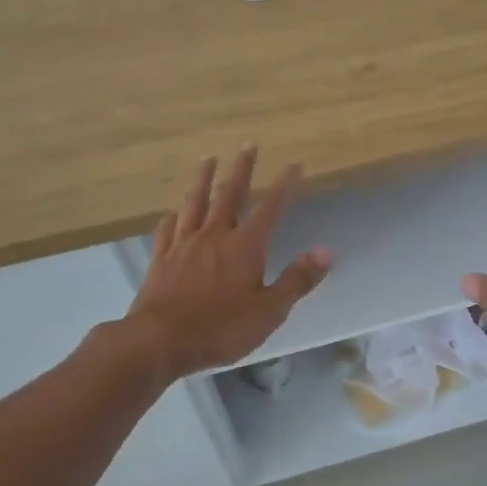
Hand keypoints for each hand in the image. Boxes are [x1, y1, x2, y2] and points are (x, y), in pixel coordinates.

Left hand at [126, 148, 330, 376]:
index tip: (294, 164)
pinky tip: (172, 212)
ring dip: (203, 180)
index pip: (271, 208)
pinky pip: (167, 230)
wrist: (159, 340)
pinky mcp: (161, 259)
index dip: (284, 186)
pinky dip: (172, 217)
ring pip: (195, 203)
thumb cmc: (221, 328)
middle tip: (248, 145)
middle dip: (242, 169)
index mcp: (245, 246)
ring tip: (208, 160)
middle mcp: (215, 235)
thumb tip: (326, 251)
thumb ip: (297, 279)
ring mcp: (184, 244)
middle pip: (230, 194)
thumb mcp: (270, 311)